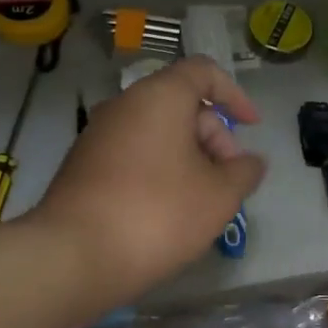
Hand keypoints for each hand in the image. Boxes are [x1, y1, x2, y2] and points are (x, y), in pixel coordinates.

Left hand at [32, 56, 266, 300]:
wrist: (75, 256)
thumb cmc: (158, 214)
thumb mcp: (219, 196)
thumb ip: (244, 172)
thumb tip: (250, 162)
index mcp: (159, 97)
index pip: (203, 72)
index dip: (234, 94)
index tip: (252, 126)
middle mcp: (124, 105)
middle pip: (181, 105)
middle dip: (214, 137)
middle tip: (229, 181)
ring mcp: (98, 135)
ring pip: (156, 133)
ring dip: (187, 158)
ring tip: (202, 201)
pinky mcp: (82, 166)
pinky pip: (133, 154)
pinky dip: (159, 171)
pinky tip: (167, 211)